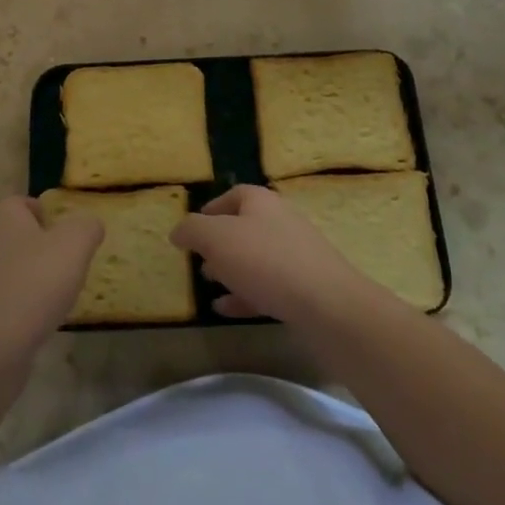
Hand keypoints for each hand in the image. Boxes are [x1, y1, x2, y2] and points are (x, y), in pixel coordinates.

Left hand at [0, 196, 102, 365]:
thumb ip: (87, 226)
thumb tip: (90, 225)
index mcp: (3, 216)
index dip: (50, 214)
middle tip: (72, 264)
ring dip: (38, 278)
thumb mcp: (74, 245)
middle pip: (22, 235)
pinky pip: (9, 296)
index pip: (26, 202)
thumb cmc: (34, 285)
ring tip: (61, 294)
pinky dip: (26, 304)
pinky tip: (42, 319)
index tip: (70, 235)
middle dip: (47, 247)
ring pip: (16, 267)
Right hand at [171, 185, 380, 324]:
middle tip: (199, 260)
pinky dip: (245, 295)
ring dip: (232, 270)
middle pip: (245, 226)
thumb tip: (178, 230)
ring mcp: (296, 255)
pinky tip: (226, 310)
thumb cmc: (266, 261)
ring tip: (209, 285)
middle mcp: (281, 222)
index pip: (234, 195)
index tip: (193, 228)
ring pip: (256, 258)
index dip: (212, 208)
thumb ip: (192, 230)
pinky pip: (268, 286)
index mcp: (262, 202)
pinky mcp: (305, 287)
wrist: (327, 304)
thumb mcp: (217, 239)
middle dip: (220, 242)